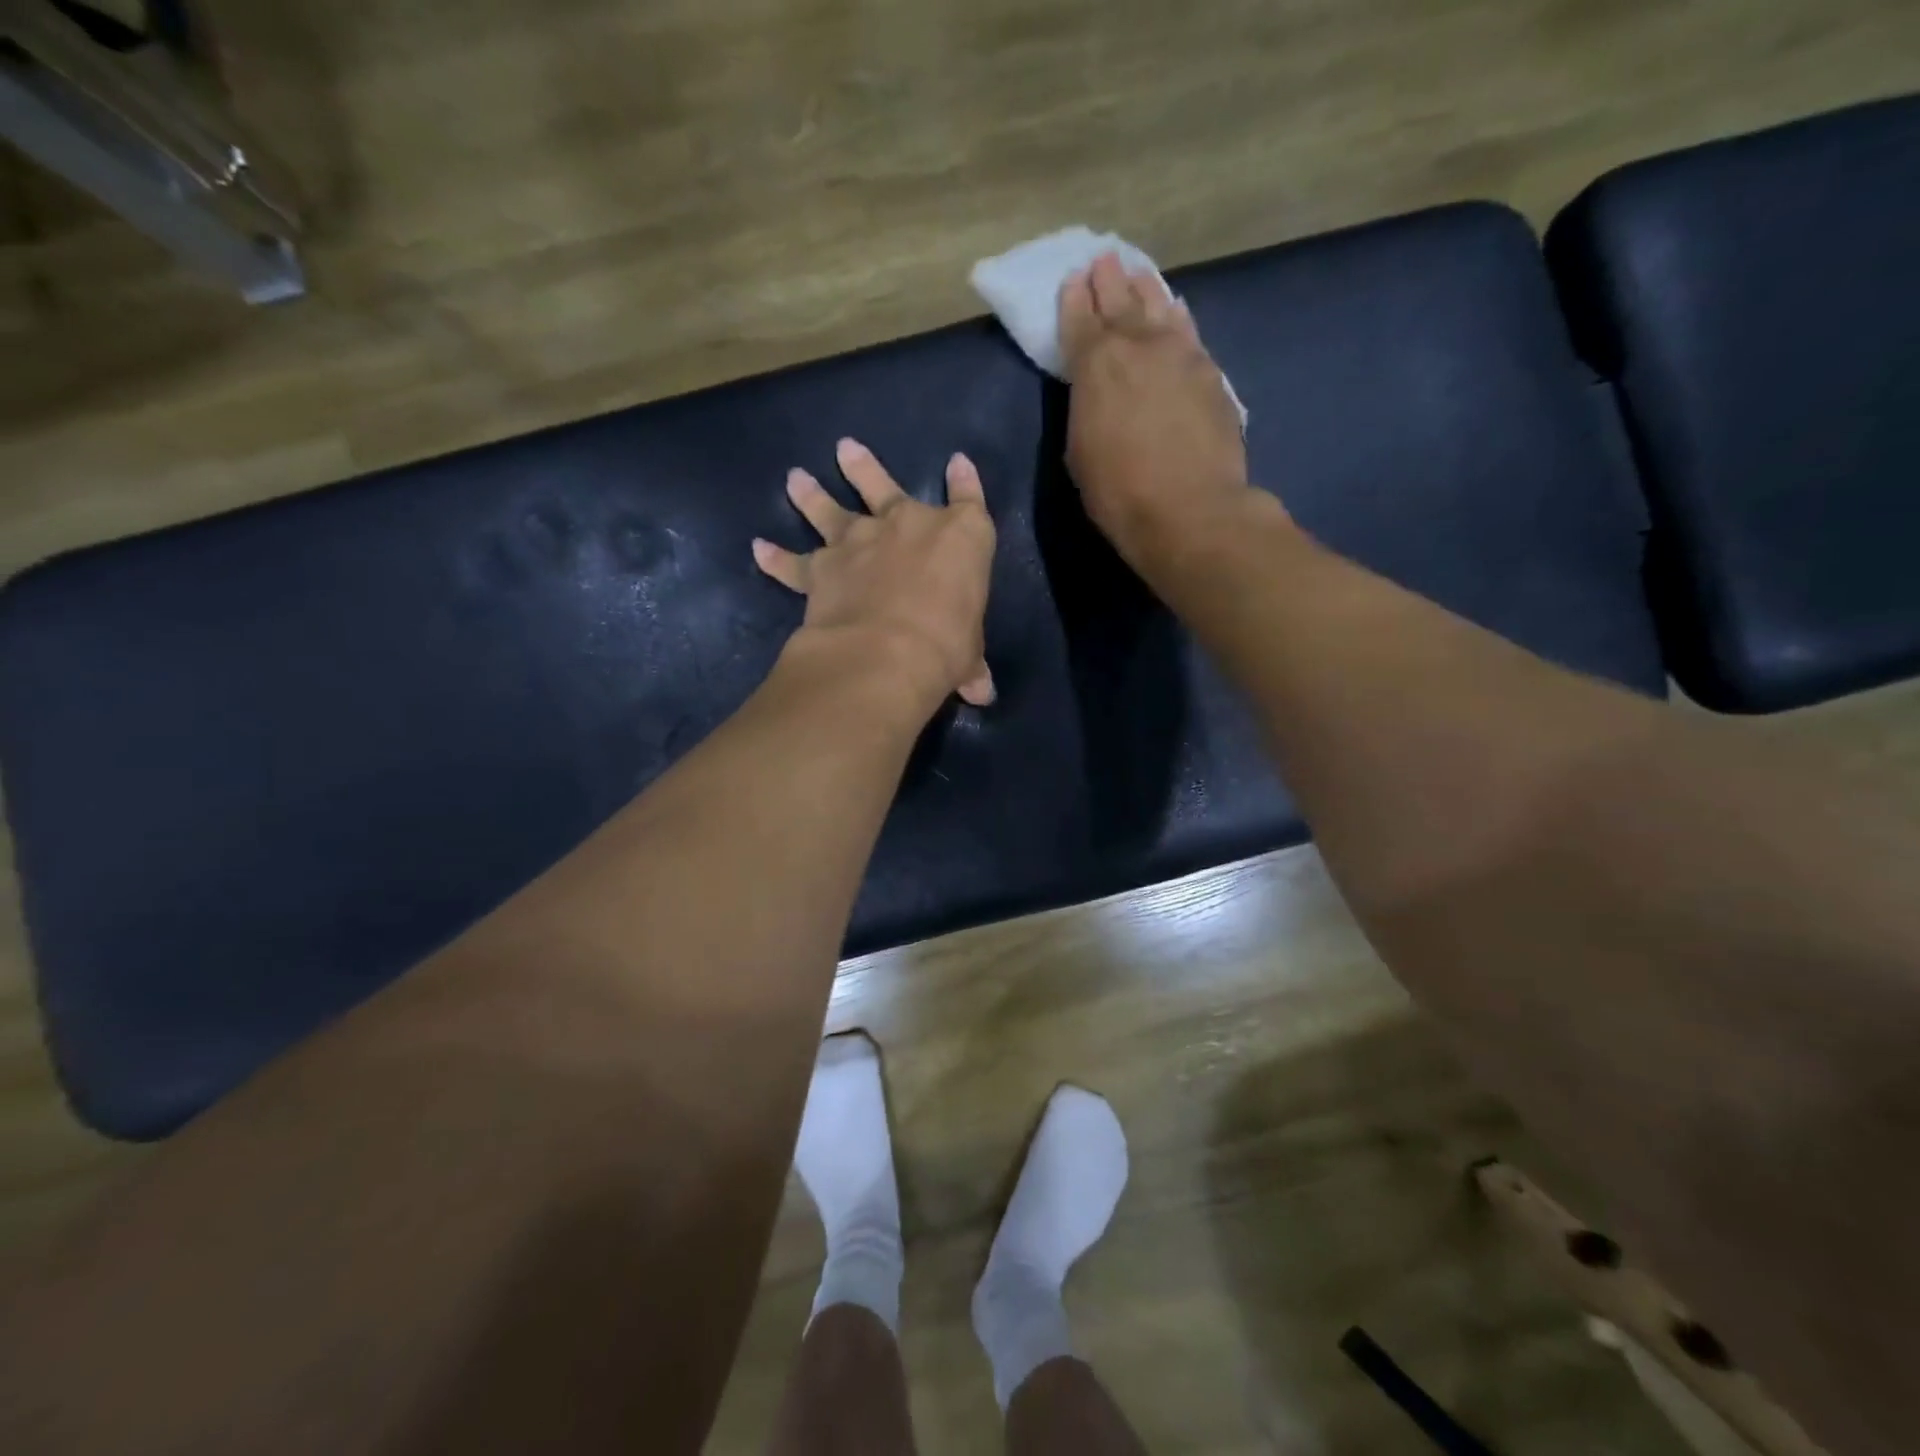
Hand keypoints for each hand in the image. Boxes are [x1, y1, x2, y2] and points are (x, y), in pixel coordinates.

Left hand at [753, 438, 996, 706]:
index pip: (969, 500)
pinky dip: (775, 558)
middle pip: (884, 485)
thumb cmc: (946, 644)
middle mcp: (906, 526)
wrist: (888, 652)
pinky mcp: (821, 569)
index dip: (965, 481)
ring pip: (830, 511)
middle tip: (845, 449)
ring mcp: (859, 542)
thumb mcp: (968, 655)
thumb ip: (971, 666)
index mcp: (960, 537)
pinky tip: (759, 548)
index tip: (957, 463)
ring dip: (812, 494)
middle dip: (864, 468)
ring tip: (796, 478)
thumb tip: (982, 692)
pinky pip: (793, 563)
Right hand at [1059, 253, 1253, 567]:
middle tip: (1104, 260)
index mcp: (1095, 365)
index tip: (1073, 280)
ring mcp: (1180, 354)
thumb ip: (1085, 409)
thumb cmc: (1119, 493)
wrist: (1190, 510)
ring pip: (1159, 306)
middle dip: (1109, 280)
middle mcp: (1138, 345)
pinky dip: (1177, 318)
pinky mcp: (1211, 372)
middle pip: (1121, 301)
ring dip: (1145, 288)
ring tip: (1138, 273)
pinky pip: (1188, 332)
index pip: (1080, 320)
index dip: (1074, 299)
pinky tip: (1176, 311)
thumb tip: (1096, 392)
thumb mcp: (1080, 453)